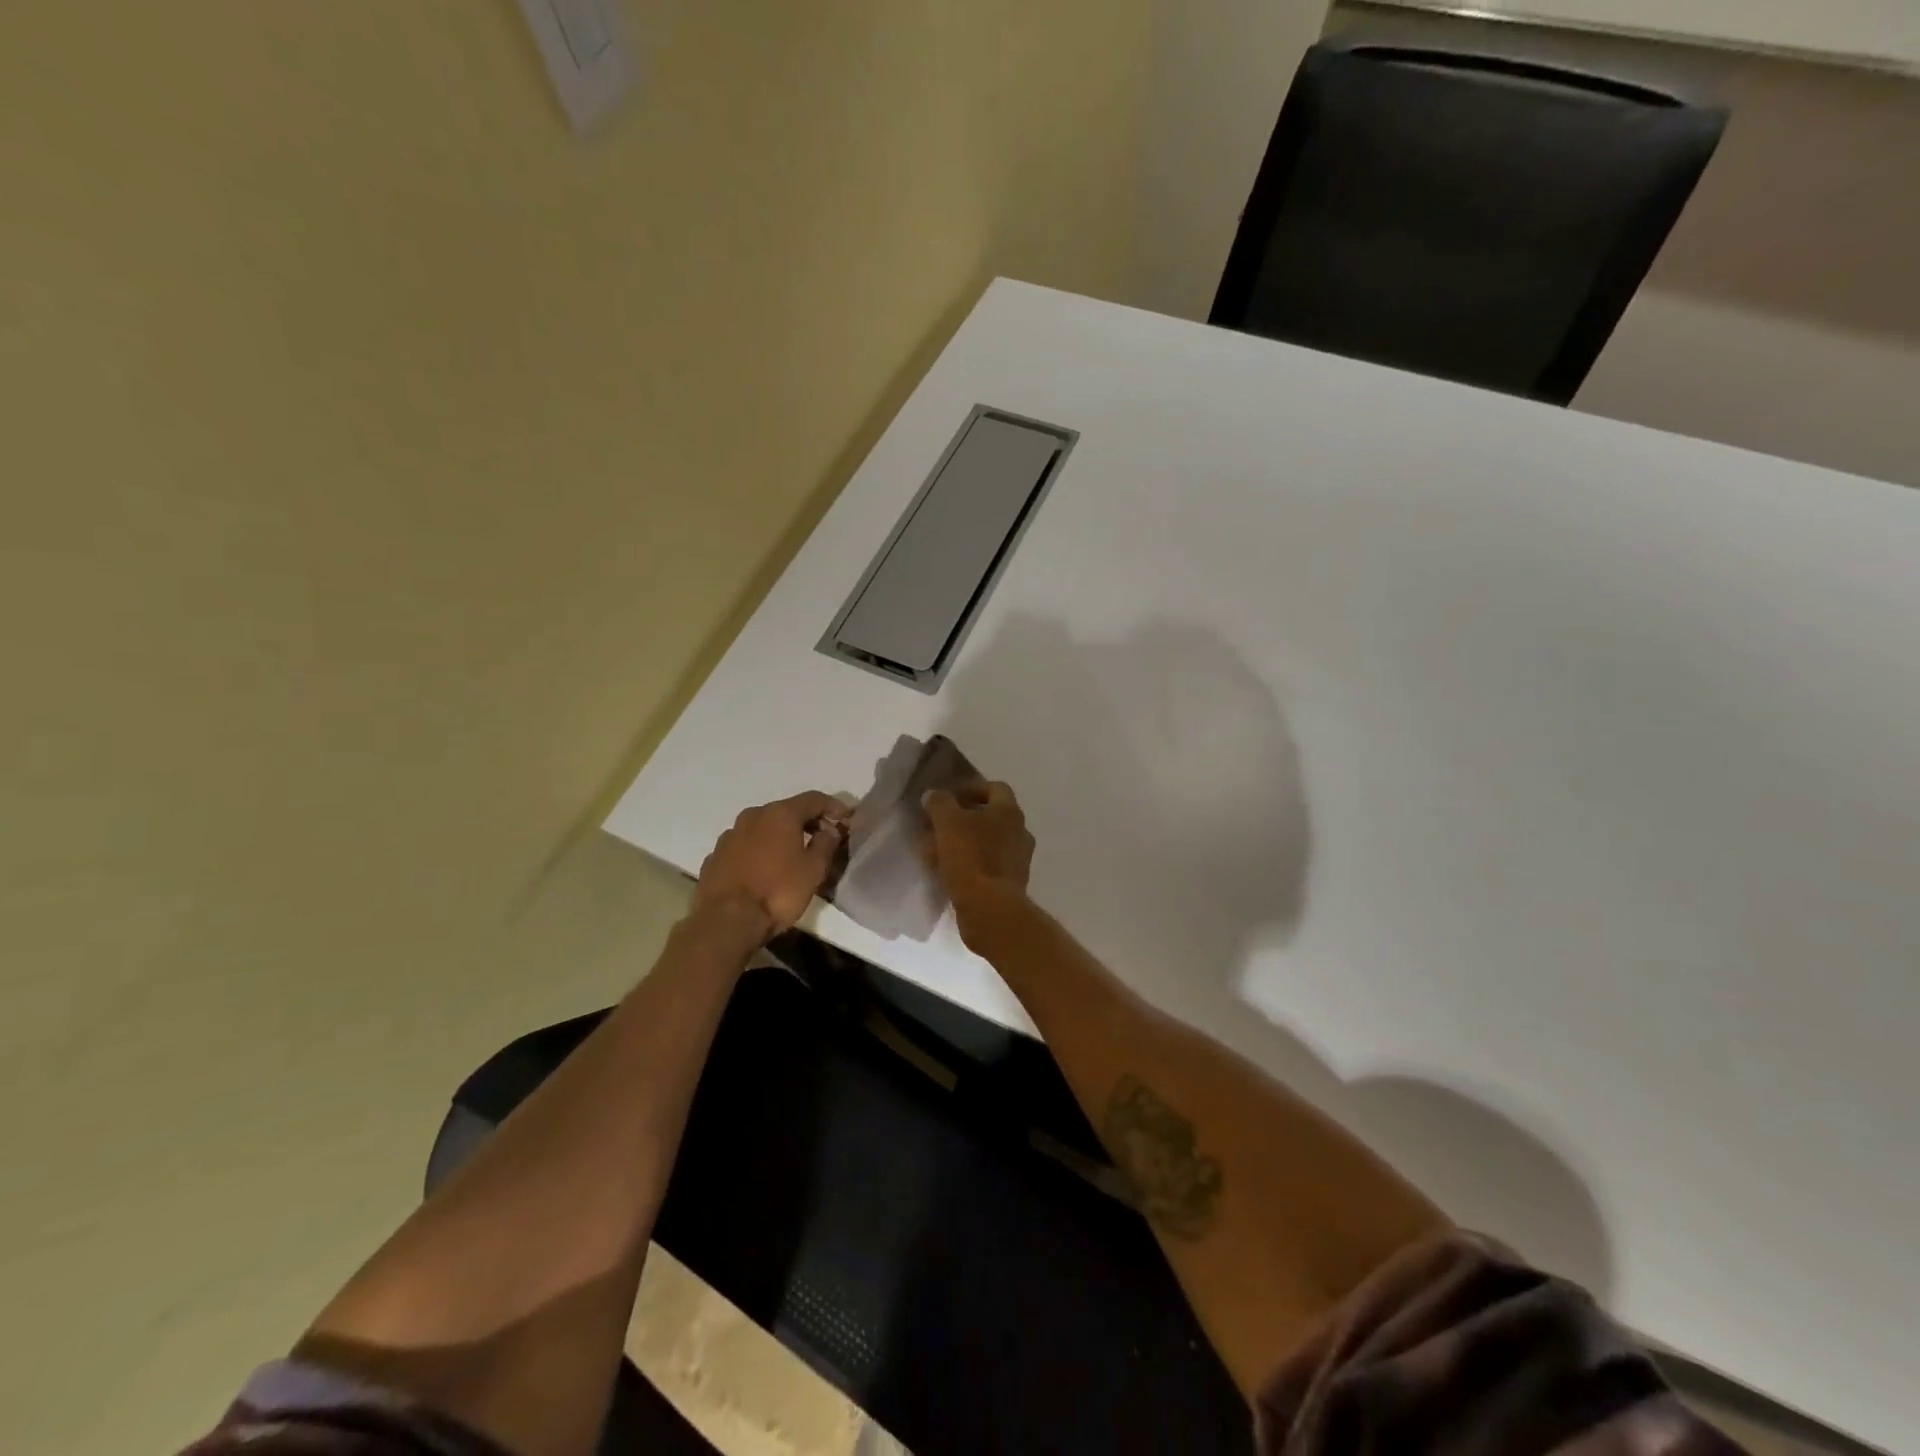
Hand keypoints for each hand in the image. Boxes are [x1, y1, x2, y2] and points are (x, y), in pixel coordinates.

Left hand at [692, 791, 849, 940]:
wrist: (725, 922)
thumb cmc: (778, 892)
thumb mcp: (813, 870)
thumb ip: (825, 844)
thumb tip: (829, 830)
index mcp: (780, 814)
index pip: (813, 799)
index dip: (832, 805)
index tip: (845, 817)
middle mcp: (752, 816)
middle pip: (785, 811)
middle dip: (805, 821)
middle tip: (821, 837)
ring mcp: (729, 836)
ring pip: (762, 828)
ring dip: (779, 836)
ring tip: (791, 856)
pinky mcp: (714, 857)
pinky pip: (743, 847)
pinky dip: (758, 852)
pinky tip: (763, 870)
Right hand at [923, 780, 1034, 947]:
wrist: (991, 910)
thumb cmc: (971, 858)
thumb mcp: (948, 823)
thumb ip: (939, 803)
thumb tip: (934, 795)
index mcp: (1009, 812)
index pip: (995, 788)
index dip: (971, 788)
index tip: (948, 797)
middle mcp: (1020, 832)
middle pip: (990, 817)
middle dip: (963, 819)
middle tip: (938, 825)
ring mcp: (1018, 860)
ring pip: (986, 843)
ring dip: (963, 843)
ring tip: (936, 850)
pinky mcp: (1010, 885)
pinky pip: (986, 866)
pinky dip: (968, 864)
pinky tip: (946, 872)